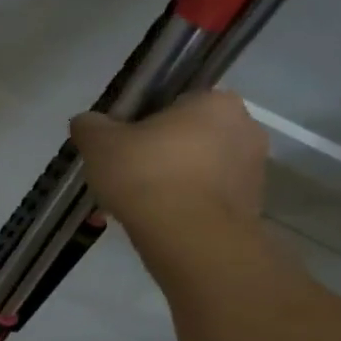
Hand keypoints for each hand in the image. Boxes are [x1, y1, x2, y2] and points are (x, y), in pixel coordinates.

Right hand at [71, 92, 266, 238]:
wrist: (190, 239)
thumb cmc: (147, 175)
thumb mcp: (100, 144)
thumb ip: (90, 126)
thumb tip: (87, 123)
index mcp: (216, 101)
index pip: (174, 103)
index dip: (142, 124)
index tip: (121, 147)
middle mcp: (245, 129)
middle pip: (187, 138)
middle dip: (157, 156)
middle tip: (123, 178)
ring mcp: (253, 172)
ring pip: (196, 172)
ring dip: (169, 184)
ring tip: (132, 208)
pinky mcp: (251, 209)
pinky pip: (206, 201)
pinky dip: (182, 209)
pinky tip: (155, 225)